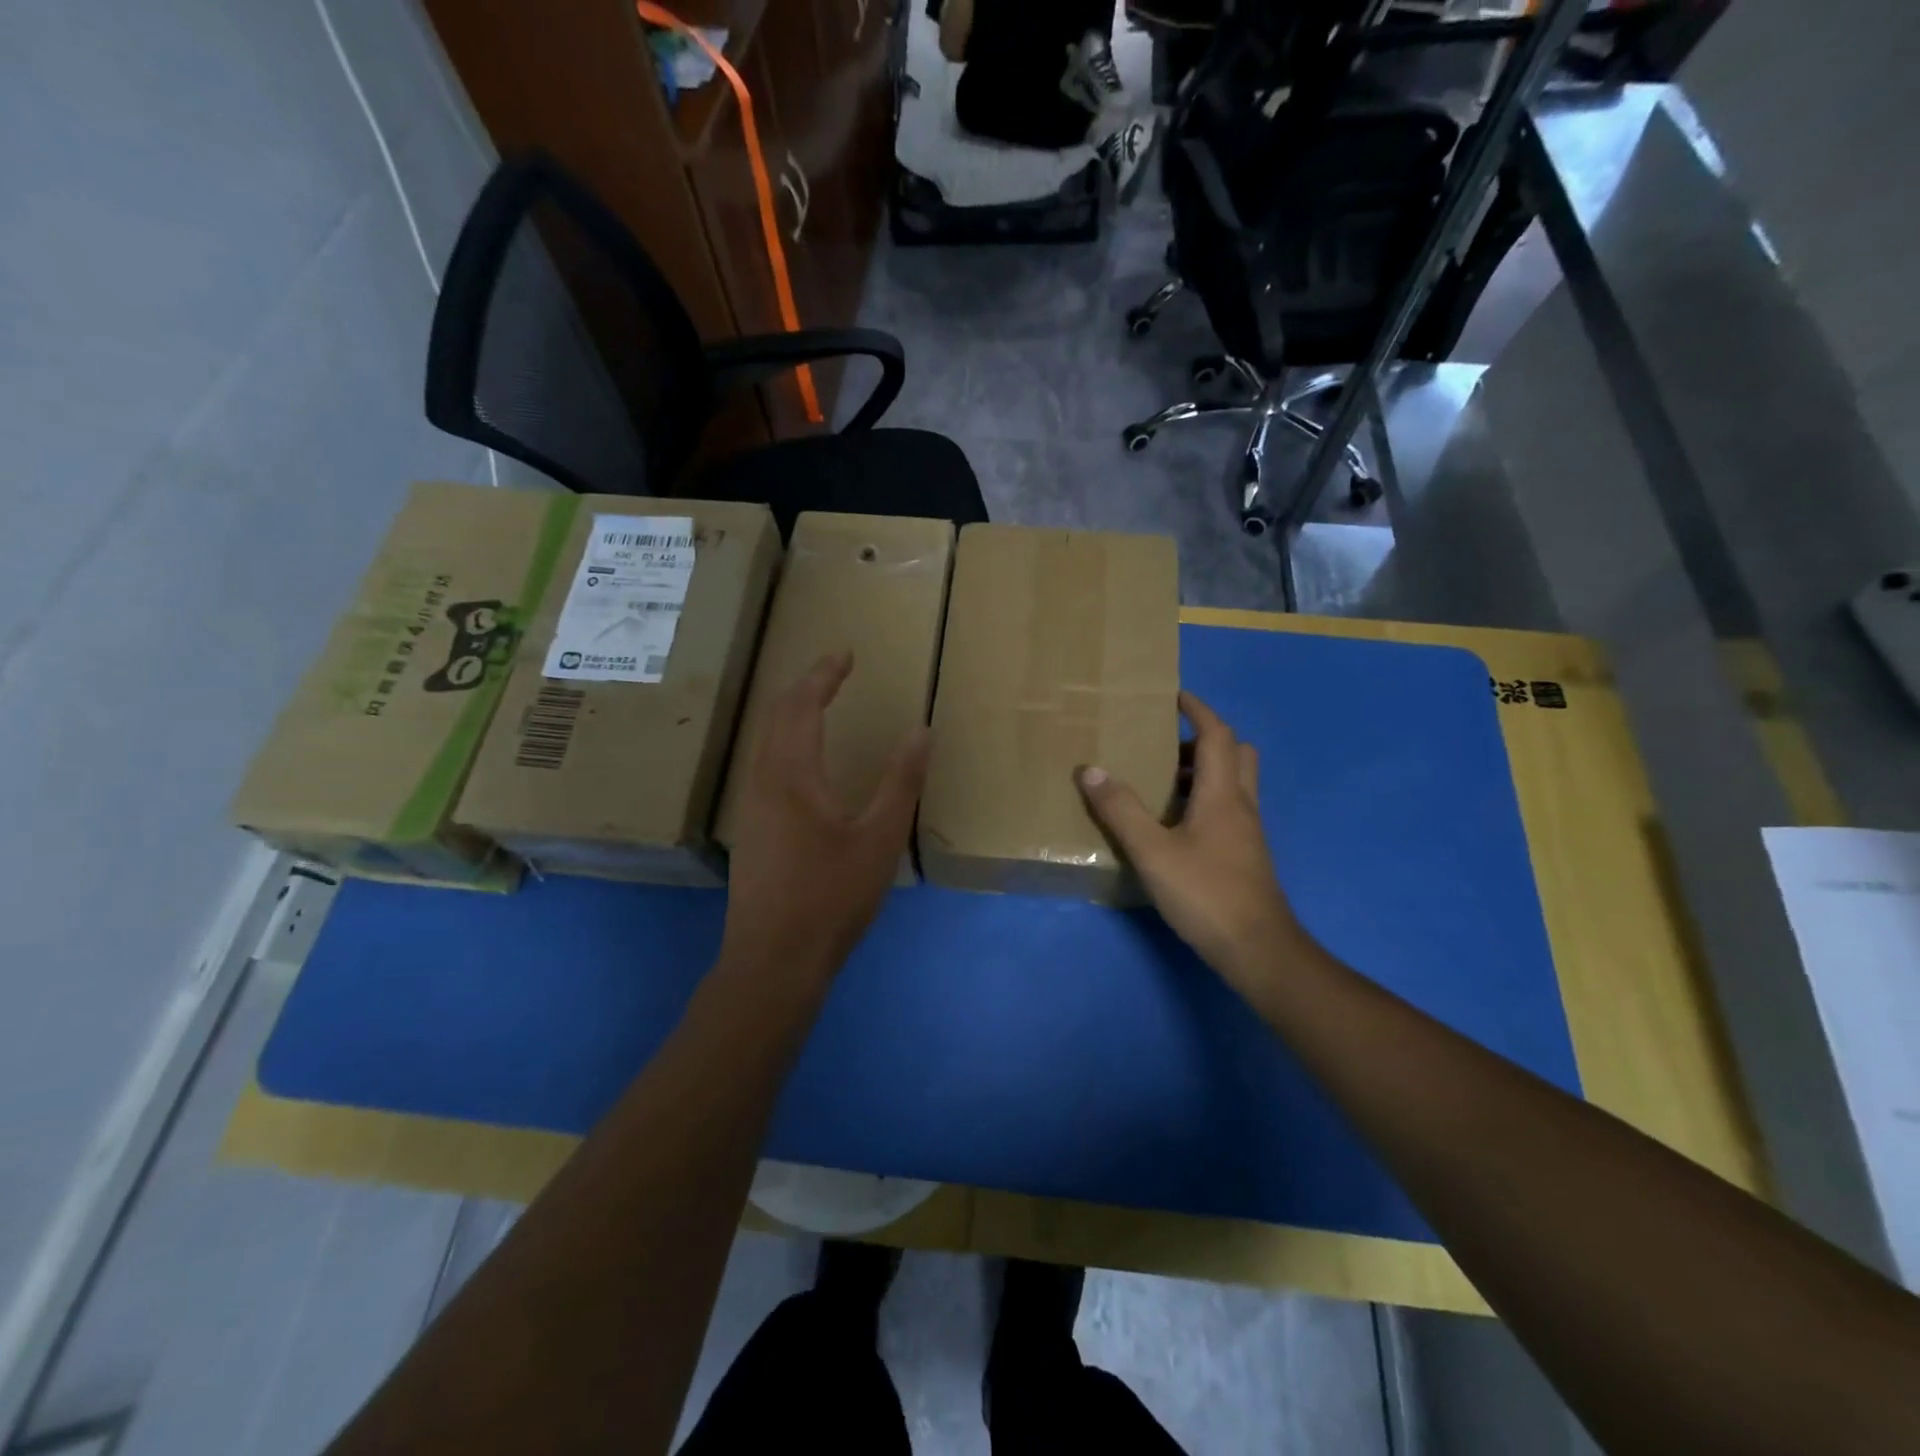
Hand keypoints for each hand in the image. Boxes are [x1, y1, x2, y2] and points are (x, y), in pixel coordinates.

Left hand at [721, 652, 930, 986]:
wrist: (773, 960)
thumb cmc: (831, 897)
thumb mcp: (879, 839)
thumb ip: (900, 782)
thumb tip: (921, 730)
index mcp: (792, 773)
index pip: (802, 704)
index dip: (824, 674)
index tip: (846, 654)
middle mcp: (762, 780)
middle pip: (777, 716)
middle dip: (806, 686)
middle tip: (835, 671)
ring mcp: (751, 807)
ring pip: (767, 741)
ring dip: (793, 714)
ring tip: (821, 705)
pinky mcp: (752, 830)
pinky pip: (766, 765)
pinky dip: (787, 742)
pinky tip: (805, 764)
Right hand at [1078, 692, 1305, 993]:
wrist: (1257, 949)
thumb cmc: (1205, 893)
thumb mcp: (1152, 851)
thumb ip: (1121, 810)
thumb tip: (1091, 769)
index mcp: (1222, 794)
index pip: (1218, 735)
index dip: (1199, 711)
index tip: (1176, 696)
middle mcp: (1241, 805)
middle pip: (1237, 754)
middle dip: (1206, 739)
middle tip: (1169, 744)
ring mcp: (1248, 832)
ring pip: (1235, 783)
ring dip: (1206, 770)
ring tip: (1165, 780)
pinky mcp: (1246, 855)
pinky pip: (1229, 808)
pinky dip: (1207, 799)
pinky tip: (1177, 823)